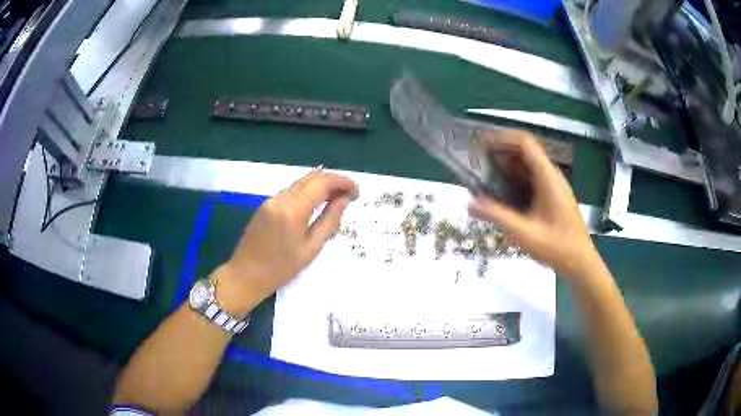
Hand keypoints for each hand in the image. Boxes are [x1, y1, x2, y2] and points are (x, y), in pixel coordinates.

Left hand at [212, 168, 358, 316]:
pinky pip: (291, 191)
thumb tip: (344, 200)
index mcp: (293, 209)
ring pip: (301, 183)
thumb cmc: (281, 268)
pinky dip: (307, 193)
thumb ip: (330, 221)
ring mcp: (271, 200)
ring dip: (320, 187)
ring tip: (335, 201)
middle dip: (333, 182)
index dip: (343, 183)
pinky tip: (315, 205)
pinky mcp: (266, 205)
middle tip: (349, 196)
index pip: (323, 183)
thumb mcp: (311, 248)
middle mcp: (281, 198)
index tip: (357, 193)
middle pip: (312, 178)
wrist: (245, 275)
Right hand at [468, 130, 600, 277]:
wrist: (580, 262)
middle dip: (501, 151)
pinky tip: (504, 192)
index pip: (525, 143)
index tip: (481, 145)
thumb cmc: (557, 247)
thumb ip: (498, 216)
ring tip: (486, 175)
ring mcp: (554, 185)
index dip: (503, 138)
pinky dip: (515, 177)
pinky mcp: (553, 195)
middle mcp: (552, 176)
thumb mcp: (525, 234)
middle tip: (478, 161)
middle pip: (525, 151)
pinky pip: (532, 177)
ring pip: (529, 164)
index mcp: (548, 178)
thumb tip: (471, 203)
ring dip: (508, 164)